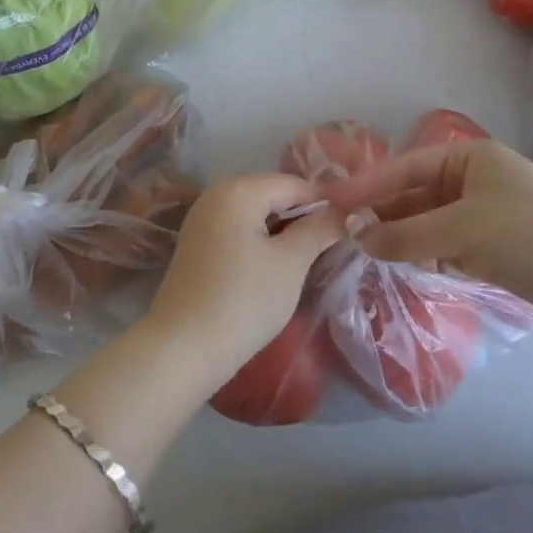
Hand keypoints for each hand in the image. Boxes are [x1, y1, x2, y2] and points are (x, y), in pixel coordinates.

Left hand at [143, 174, 346, 383]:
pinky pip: (238, 229)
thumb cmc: (243, 300)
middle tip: (333, 246)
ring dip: (283, 231)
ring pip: (256, 213)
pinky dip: (261, 241)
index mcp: (238, 189)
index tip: (350, 228)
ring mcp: (203, 217)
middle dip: (303, 217)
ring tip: (310, 258)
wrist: (182, 347)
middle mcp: (217, 193)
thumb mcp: (290, 264)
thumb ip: (318, 231)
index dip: (324, 204)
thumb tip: (344, 214)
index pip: (294, 184)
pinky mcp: (197, 242)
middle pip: (273, 194)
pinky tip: (276, 267)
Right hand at [323, 140, 532, 324]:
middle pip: (412, 196)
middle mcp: (468, 181)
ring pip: (425, 223)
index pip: (405, 168)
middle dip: (381, 214)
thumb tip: (359, 239)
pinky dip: (422, 255)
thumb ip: (409, 235)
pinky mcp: (487, 246)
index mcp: (466, 158)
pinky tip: (401, 266)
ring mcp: (478, 214)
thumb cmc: (531, 232)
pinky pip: (442, 245)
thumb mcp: (465, 228)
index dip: (368, 185)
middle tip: (343, 232)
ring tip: (365, 253)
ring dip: (400, 238)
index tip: (333, 200)